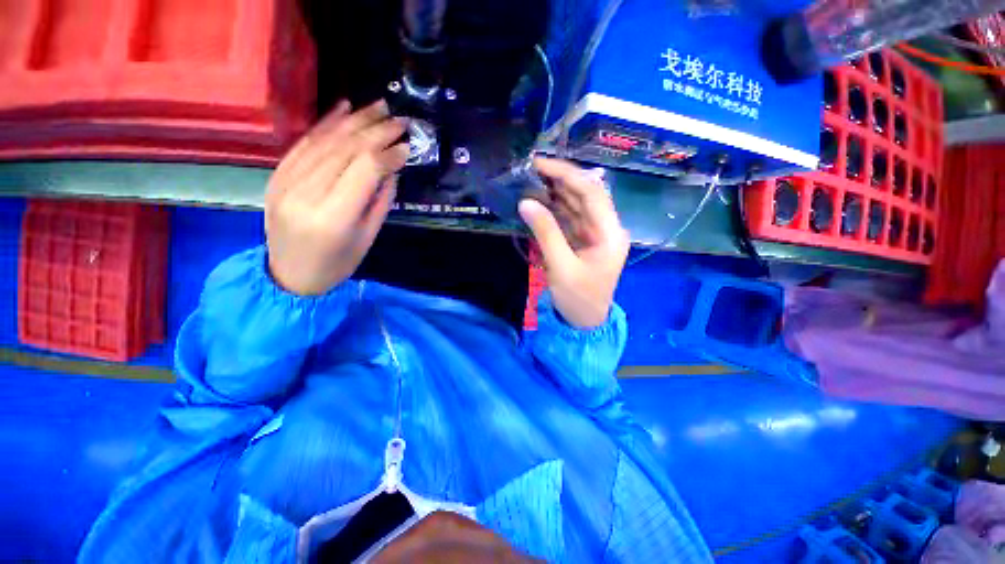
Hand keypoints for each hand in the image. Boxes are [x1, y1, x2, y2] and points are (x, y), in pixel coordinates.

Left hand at [265, 100, 408, 295]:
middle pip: (345, 150)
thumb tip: (392, 167)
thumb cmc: (337, 264)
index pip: (364, 170)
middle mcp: (306, 194)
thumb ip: (380, 200)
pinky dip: (325, 124)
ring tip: (379, 106)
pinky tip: (344, 108)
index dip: (388, 153)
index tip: (408, 144)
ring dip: (355, 121)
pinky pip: (303, 143)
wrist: (289, 276)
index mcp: (334, 217)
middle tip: (400, 119)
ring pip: (325, 141)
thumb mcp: (368, 237)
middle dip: (376, 131)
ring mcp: (285, 182)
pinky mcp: (276, 176)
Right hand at [519, 158, 629, 327]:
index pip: (591, 192)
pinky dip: (554, 209)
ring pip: (576, 205)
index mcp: (610, 233)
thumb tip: (526, 202)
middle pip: (585, 195)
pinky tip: (539, 200)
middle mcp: (606, 228)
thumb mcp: (561, 267)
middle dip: (560, 179)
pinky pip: (569, 218)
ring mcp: (594, 234)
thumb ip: (545, 233)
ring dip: (556, 192)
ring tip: (532, 180)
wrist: (585, 322)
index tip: (541, 164)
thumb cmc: (578, 298)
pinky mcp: (582, 241)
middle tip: (532, 169)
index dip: (567, 174)